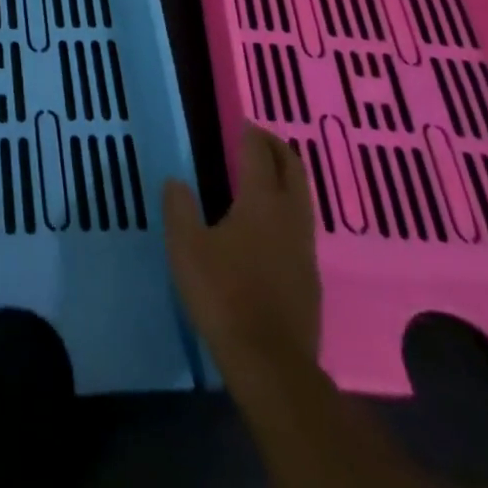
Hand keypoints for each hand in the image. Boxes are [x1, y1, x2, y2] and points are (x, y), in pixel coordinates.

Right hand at [162, 124, 320, 391]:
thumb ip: (179, 208)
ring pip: (303, 198)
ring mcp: (305, 248)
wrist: (271, 364)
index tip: (243, 122)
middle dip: (278, 148)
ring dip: (288, 178)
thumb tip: (176, 181)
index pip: (260, 154)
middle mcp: (289, 216)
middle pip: (293, 169)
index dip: (251, 134)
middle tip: (260, 138)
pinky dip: (289, 208)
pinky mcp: (310, 277)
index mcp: (260, 201)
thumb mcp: (186, 247)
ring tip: (267, 175)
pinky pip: (302, 226)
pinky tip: (272, 225)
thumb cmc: (224, 294)